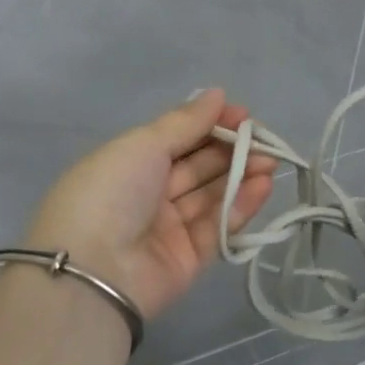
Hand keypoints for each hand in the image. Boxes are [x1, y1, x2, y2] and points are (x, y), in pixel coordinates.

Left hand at [24, 90, 276, 320]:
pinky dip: (240, 207)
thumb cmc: (112, 191)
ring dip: (241, 177)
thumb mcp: (143, 144)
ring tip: (270, 162)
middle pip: (197, 167)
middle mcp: (148, 194)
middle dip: (231, 151)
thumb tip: (217, 94)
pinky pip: (217, 228)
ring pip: (211, 197)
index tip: (243, 116)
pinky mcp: (189, 259)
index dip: (210, 125)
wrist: (93, 270)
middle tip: (265, 140)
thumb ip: (185, 122)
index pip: (177, 138)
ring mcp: (168, 228)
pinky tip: (262, 186)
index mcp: (129, 163)